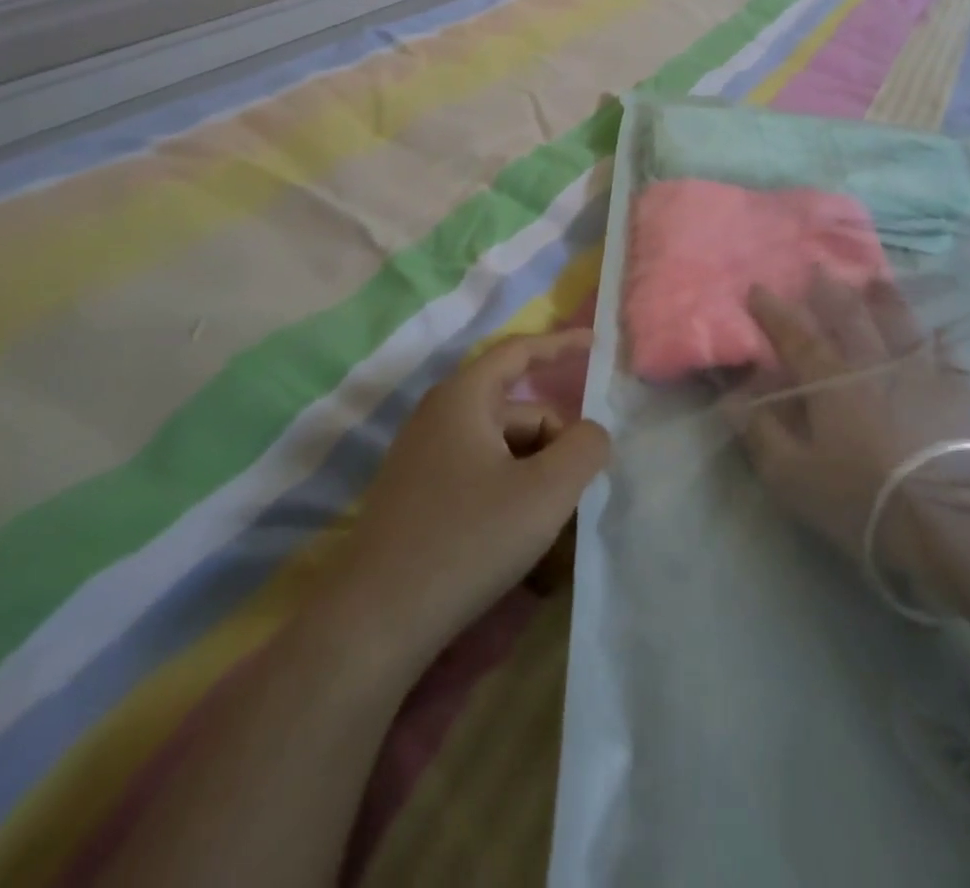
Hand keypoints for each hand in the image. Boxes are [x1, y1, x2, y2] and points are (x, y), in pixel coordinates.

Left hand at [329, 330, 609, 667]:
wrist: (374, 626)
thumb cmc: (468, 540)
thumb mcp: (546, 492)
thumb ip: (585, 449)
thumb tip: (593, 434)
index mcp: (463, 398)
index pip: (519, 352)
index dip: (560, 345)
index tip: (596, 344)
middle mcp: (439, 418)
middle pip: (519, 413)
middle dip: (556, 444)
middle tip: (581, 493)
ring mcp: (425, 461)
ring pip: (503, 452)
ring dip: (537, 480)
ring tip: (558, 532)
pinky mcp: (419, 499)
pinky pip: (481, 480)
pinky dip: (512, 499)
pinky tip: (527, 548)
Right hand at [722, 274, 969, 581]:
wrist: (953, 519)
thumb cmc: (863, 497)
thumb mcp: (793, 476)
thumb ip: (761, 432)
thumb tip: (731, 396)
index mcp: (830, 379)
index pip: (795, 335)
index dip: (774, 311)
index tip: (757, 288)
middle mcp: (873, 362)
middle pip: (849, 315)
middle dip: (829, 290)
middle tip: (818, 268)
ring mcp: (920, 370)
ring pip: (898, 321)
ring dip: (883, 298)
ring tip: (875, 279)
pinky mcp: (959, 389)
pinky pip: (946, 351)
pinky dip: (937, 337)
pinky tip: (937, 330)